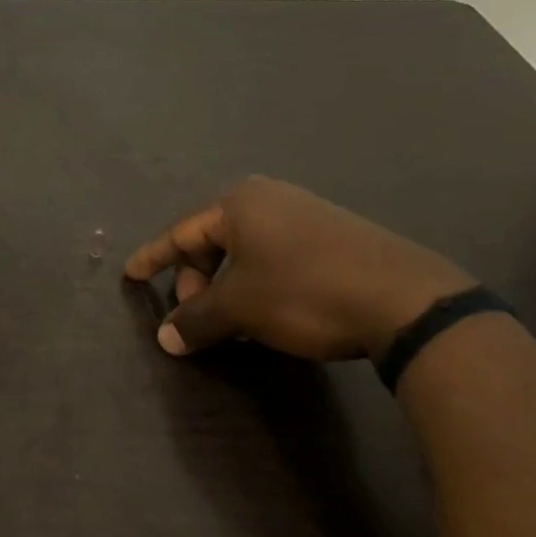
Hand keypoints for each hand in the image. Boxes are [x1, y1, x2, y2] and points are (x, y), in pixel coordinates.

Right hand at [124, 177, 472, 360]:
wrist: (406, 301)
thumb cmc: (303, 292)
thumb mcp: (239, 308)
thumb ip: (195, 319)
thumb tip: (166, 338)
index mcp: (238, 203)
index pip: (180, 233)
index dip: (152, 258)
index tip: (129, 275)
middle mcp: (269, 199)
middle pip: (212, 241)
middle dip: (196, 280)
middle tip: (194, 316)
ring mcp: (306, 214)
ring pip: (246, 252)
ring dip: (228, 287)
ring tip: (230, 322)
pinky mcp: (335, 236)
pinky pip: (276, 257)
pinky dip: (258, 283)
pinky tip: (267, 313)